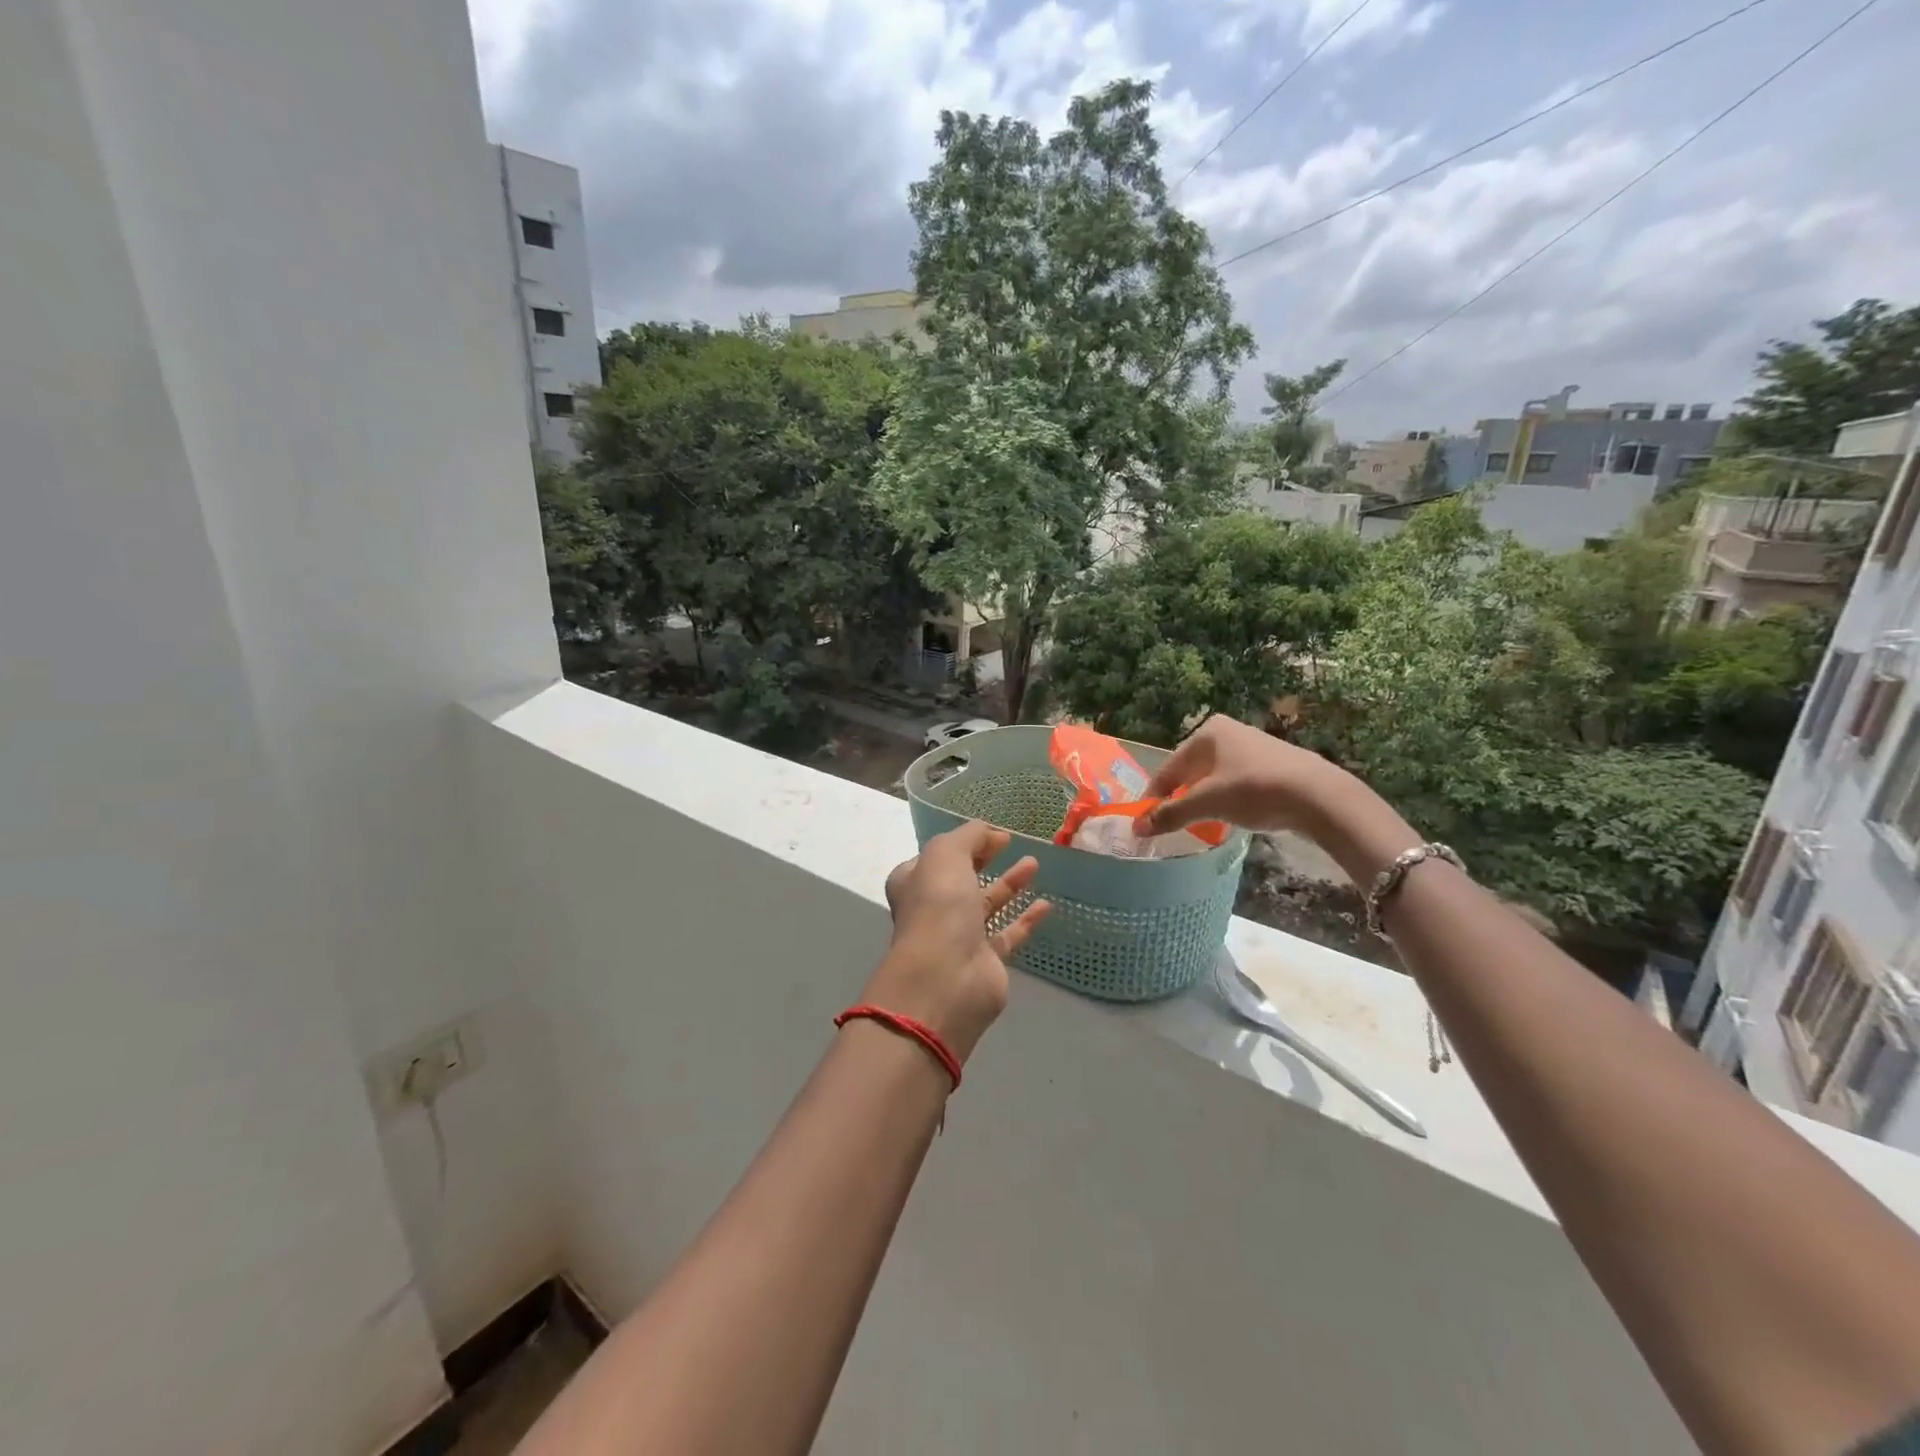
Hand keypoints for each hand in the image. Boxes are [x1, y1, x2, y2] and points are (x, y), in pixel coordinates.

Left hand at [863, 821, 1049, 1064]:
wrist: (946, 976)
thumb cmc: (938, 906)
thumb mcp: (946, 853)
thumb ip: (968, 836)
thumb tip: (991, 832)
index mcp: (914, 882)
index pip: (937, 857)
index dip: (964, 842)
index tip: (993, 833)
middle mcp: (933, 908)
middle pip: (963, 878)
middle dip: (985, 859)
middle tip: (1011, 843)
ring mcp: (959, 936)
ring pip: (987, 904)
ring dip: (1009, 883)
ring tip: (1034, 863)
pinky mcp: (986, 960)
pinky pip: (1008, 933)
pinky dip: (1026, 918)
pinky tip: (1046, 904)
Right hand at [1136, 715, 1418, 884]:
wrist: (1318, 796)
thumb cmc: (1253, 790)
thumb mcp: (1206, 803)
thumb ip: (1170, 814)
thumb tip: (1137, 828)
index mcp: (1208, 732)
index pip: (1169, 766)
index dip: (1155, 794)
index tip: (1146, 818)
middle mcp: (1229, 732)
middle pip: (1192, 769)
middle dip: (1180, 795)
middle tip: (1170, 821)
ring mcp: (1253, 746)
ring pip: (1215, 776)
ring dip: (1203, 798)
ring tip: (1199, 822)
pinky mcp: (1274, 764)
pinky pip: (1237, 781)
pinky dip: (1227, 798)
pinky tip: (1231, 816)